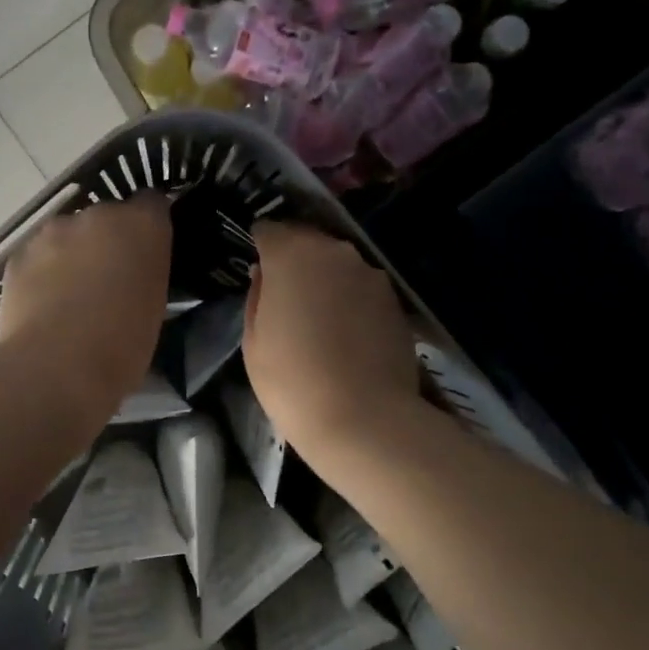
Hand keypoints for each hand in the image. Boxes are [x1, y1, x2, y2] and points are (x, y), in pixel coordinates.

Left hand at [0, 194, 171, 430]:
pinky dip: (42, 273)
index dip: (148, 226)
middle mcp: (98, 215)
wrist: (55, 369)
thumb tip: (133, 273)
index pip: (152, 204)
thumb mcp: (153, 307)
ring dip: (72, 254)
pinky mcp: (19, 254)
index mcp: (142, 226)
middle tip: (107, 281)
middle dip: (107, 241)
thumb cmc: (122, 347)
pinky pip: (37, 256)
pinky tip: (42, 306)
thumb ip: (145, 274)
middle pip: (106, 218)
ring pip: (68, 235)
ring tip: (70, 297)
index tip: (146, 253)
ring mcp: (53, 231)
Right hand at [244, 222, 421, 458]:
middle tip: (284, 294)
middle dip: (293, 259)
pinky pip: (361, 287)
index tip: (258, 268)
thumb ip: (258, 296)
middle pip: (307, 241)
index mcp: (291, 255)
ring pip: (337, 264)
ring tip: (316, 317)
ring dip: (324, 279)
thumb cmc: (292, 381)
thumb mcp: (254, 342)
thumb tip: (265, 274)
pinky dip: (349, 299)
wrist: (365, 419)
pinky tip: (344, 333)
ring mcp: (369, 274)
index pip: (270, 230)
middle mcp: (334, 252)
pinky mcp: (394, 299)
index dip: (261, 246)